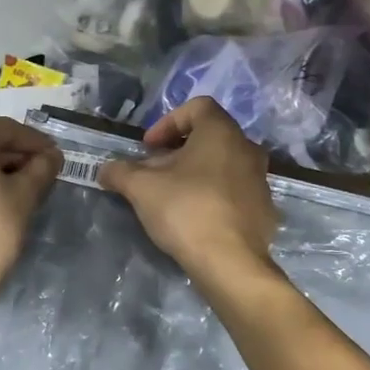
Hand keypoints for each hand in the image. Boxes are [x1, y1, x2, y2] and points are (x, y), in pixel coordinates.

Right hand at [99, 98, 279, 292]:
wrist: (230, 262)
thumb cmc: (186, 210)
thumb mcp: (141, 188)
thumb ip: (120, 172)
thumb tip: (104, 170)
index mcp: (222, 132)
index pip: (197, 107)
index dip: (167, 122)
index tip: (149, 148)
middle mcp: (248, 149)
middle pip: (210, 137)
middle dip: (178, 151)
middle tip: (155, 172)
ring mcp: (261, 180)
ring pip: (224, 165)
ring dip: (197, 173)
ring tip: (173, 196)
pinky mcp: (265, 210)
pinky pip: (235, 192)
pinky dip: (214, 195)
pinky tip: (196, 218)